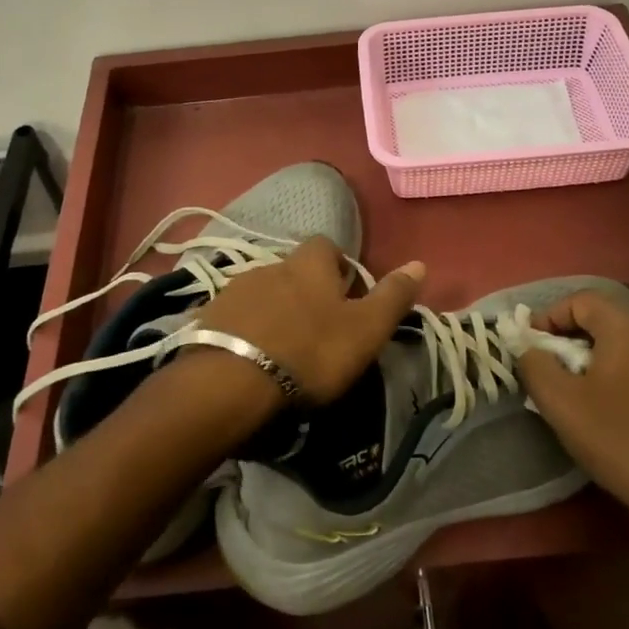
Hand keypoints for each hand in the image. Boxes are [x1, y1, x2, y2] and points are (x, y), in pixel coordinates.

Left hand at [187, 236, 425, 405]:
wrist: (231, 382)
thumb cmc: (310, 351)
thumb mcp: (365, 328)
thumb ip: (393, 296)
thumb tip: (420, 263)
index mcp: (309, 263)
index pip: (328, 246)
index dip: (340, 267)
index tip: (348, 298)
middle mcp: (271, 264)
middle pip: (294, 270)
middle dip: (306, 292)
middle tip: (318, 329)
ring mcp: (235, 289)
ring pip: (264, 292)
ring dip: (275, 311)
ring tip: (283, 347)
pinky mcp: (208, 316)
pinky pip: (235, 316)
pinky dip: (247, 330)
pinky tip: (251, 357)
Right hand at [515, 291, 628, 548]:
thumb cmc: (622, 442)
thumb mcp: (561, 403)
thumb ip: (534, 365)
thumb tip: (528, 348)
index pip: (582, 299)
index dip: (550, 315)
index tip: (531, 345)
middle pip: (607, 321)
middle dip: (572, 341)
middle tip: (552, 372)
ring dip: (598, 362)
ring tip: (580, 397)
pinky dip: (624, 380)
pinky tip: (617, 417)